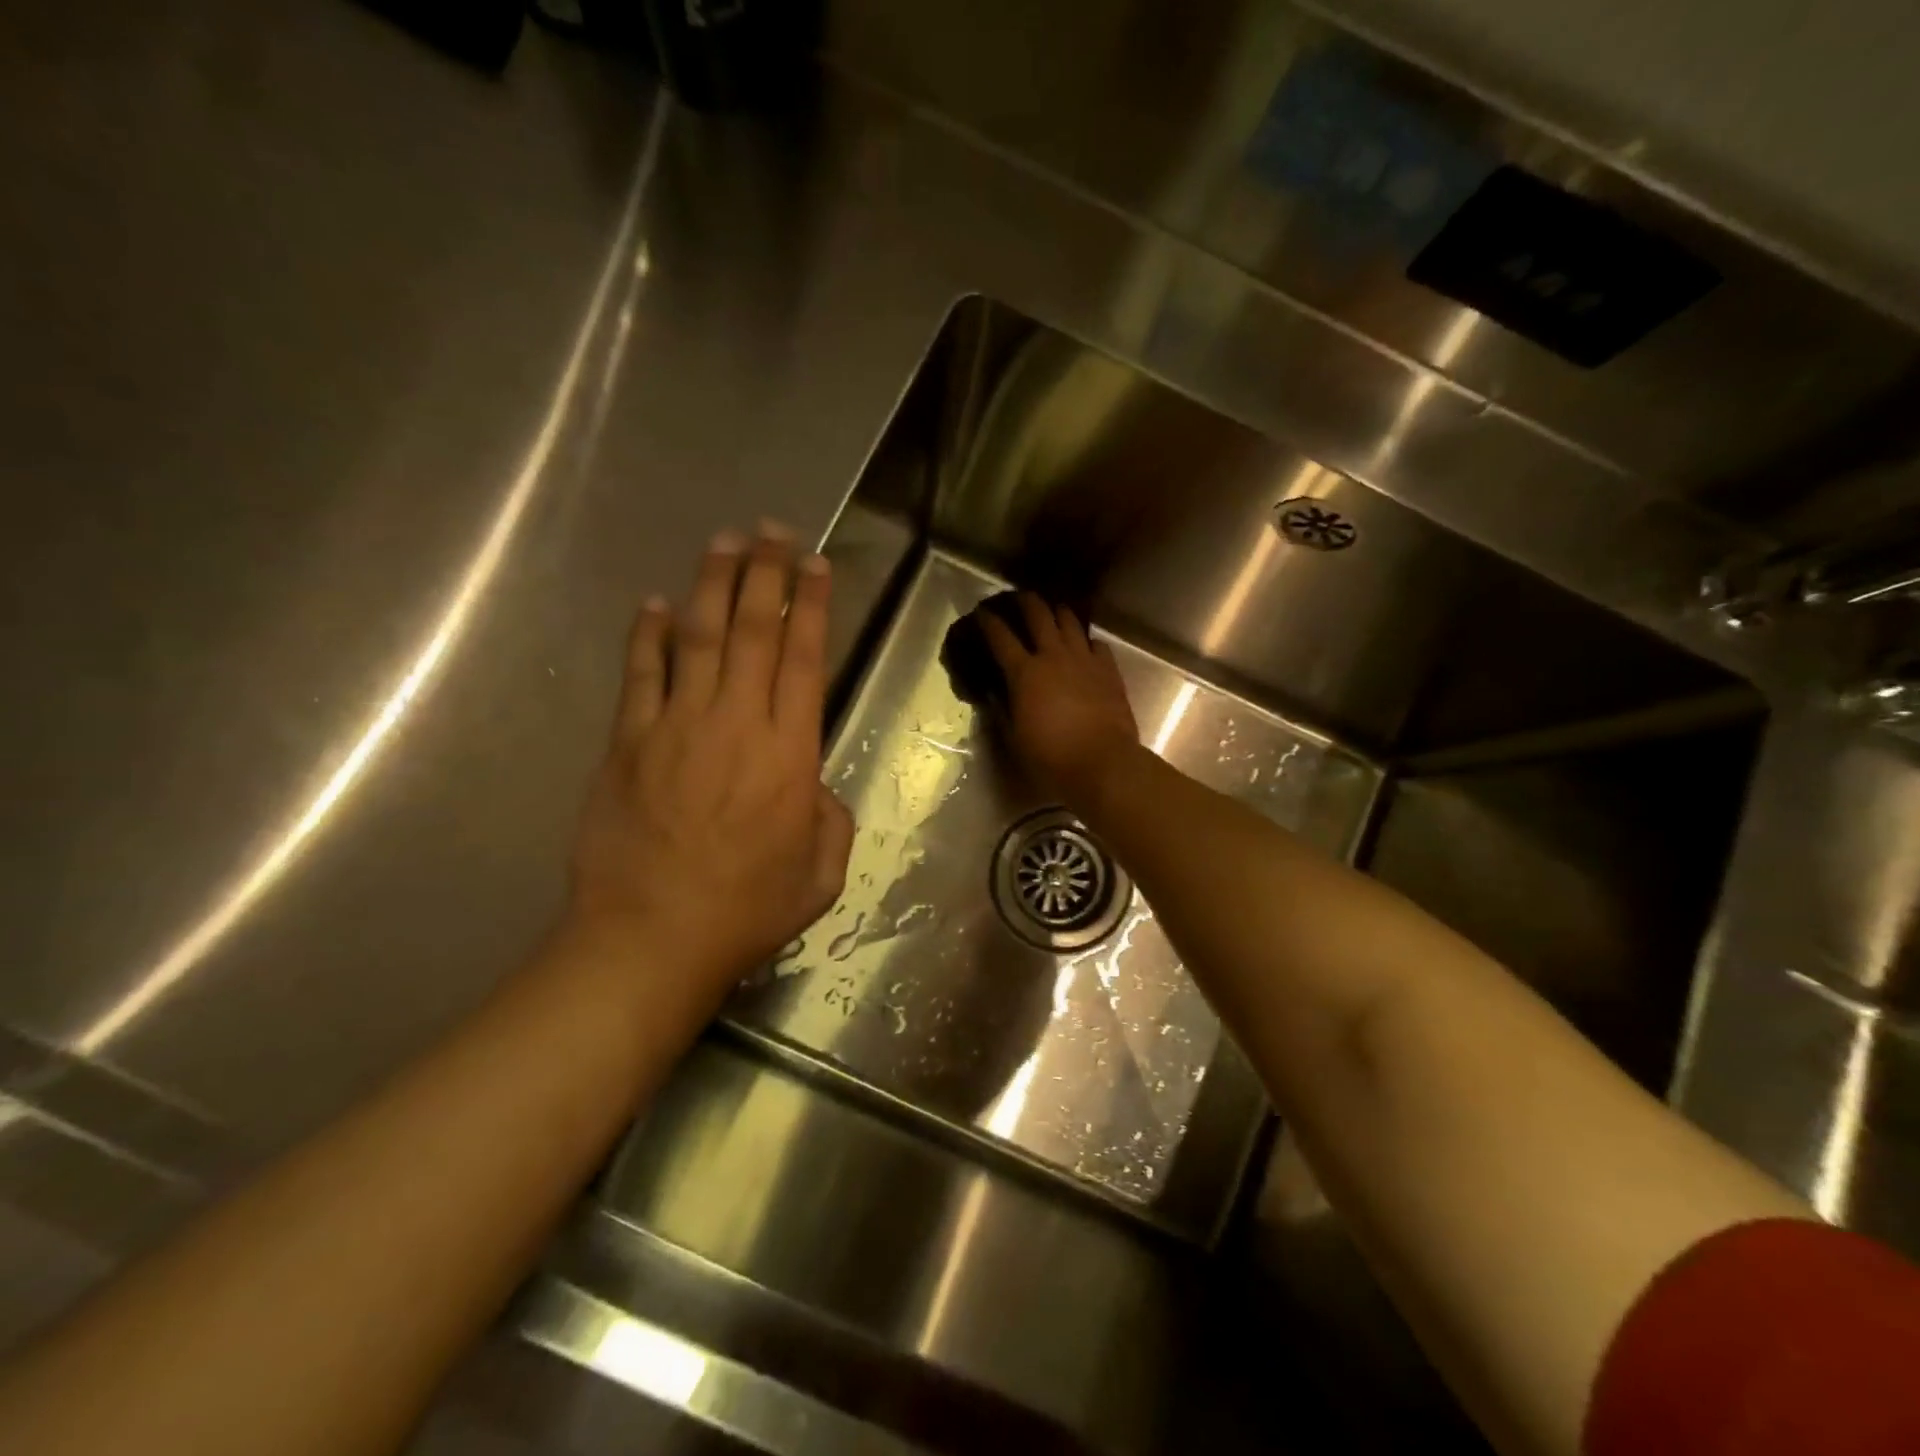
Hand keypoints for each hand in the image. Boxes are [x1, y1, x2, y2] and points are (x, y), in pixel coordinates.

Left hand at [565, 523, 854, 1001]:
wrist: (650, 939)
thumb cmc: (745, 911)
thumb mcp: (821, 875)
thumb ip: (830, 819)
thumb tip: (811, 784)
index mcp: (789, 754)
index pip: (803, 660)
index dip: (810, 606)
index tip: (815, 565)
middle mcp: (735, 724)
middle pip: (752, 632)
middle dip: (765, 575)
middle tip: (771, 531)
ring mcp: (676, 728)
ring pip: (698, 638)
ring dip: (713, 585)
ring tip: (724, 542)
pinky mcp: (627, 743)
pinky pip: (640, 675)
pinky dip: (649, 635)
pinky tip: (656, 603)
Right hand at [980, 593, 1138, 803]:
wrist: (1103, 762)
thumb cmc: (1051, 757)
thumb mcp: (1015, 737)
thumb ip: (1003, 710)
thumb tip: (994, 692)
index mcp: (1025, 673)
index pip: (1000, 637)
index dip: (987, 621)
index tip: (980, 612)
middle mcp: (1054, 656)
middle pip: (1038, 614)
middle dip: (1025, 601)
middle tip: (1018, 598)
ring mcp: (1084, 659)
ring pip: (1069, 620)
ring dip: (1057, 612)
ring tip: (1052, 611)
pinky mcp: (1109, 669)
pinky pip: (1096, 643)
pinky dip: (1086, 640)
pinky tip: (1084, 646)